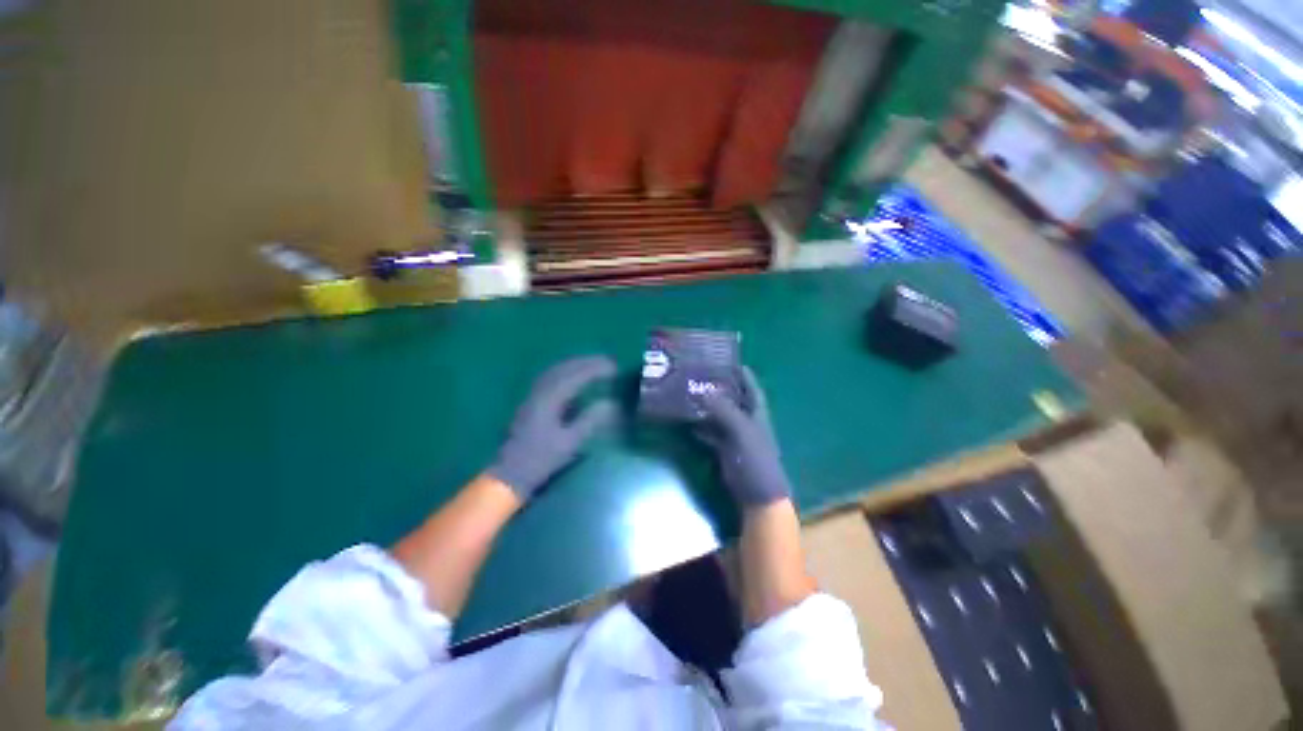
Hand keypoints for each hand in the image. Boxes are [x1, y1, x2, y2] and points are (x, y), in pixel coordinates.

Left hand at [489, 356, 618, 499]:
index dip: (596, 369)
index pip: (576, 376)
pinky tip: (574, 378)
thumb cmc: (541, 459)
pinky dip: (566, 372)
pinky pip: (551, 377)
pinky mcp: (531, 401)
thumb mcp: (570, 442)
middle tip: (607, 362)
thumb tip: (610, 403)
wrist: (510, 473)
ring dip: (576, 364)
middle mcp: (540, 391)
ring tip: (594, 365)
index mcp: (550, 399)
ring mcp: (533, 395)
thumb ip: (590, 420)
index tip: (614, 367)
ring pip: (556, 370)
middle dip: (587, 362)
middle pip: (565, 368)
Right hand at [694, 368, 791, 506]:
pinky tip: (689, 423)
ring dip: (708, 408)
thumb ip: (725, 411)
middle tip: (702, 376)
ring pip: (720, 417)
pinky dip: (702, 428)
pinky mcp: (726, 451)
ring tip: (690, 396)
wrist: (758, 496)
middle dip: (720, 389)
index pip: (752, 389)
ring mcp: (736, 437)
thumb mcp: (742, 431)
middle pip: (734, 400)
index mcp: (757, 414)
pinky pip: (712, 434)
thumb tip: (705, 392)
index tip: (730, 361)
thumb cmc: (755, 460)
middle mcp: (747, 422)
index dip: (744, 375)